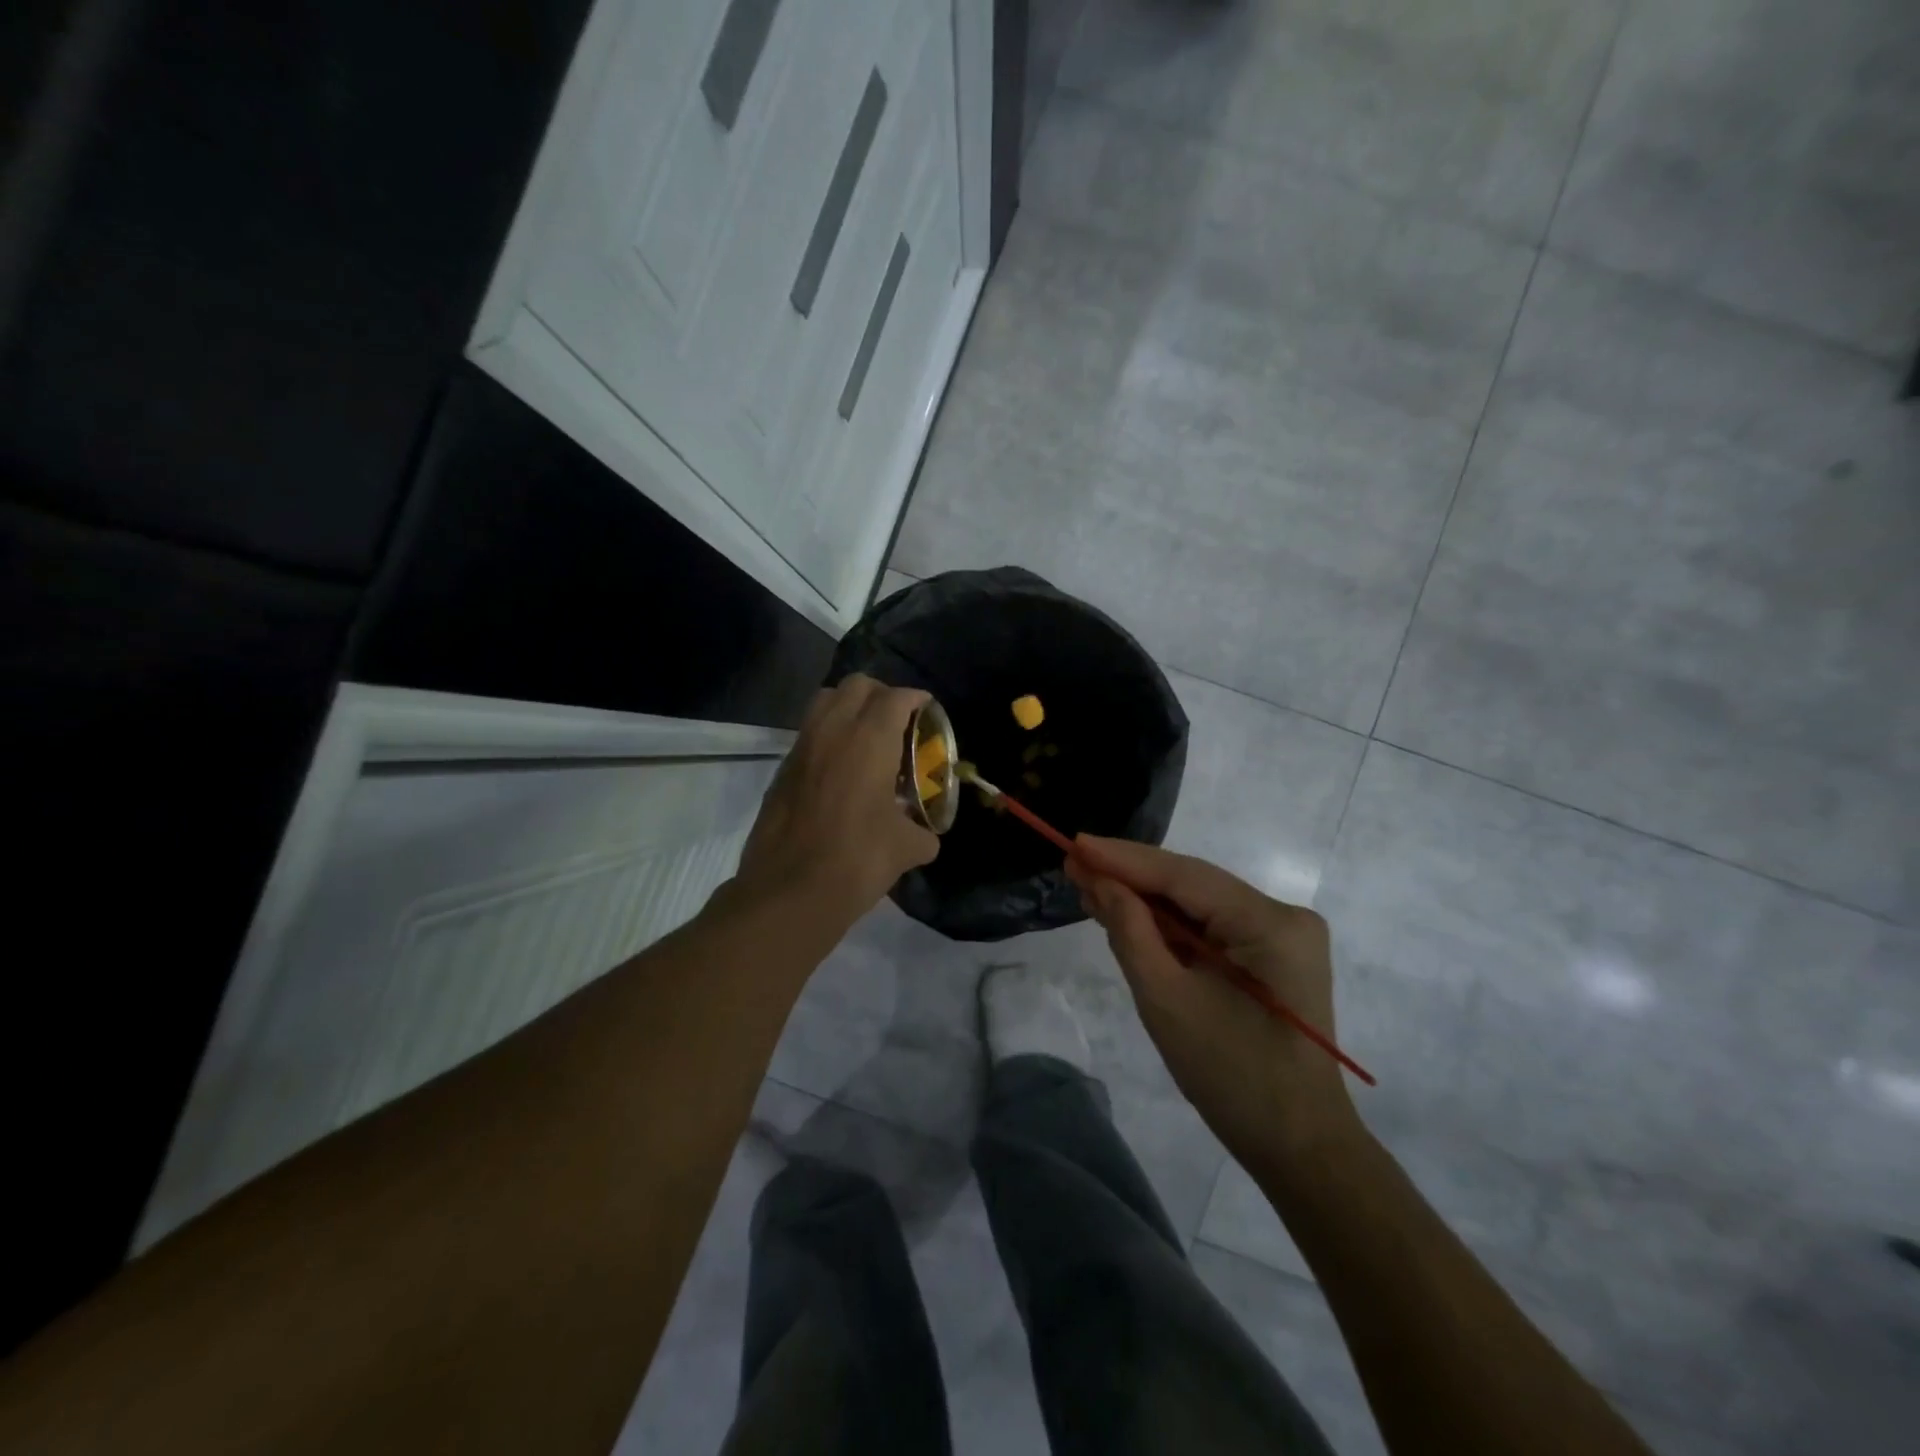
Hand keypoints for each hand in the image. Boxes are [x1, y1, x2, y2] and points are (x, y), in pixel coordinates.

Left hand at [734, 674, 939, 928]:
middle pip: (857, 685)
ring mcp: (802, 747)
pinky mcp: (782, 769)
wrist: (789, 891)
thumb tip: (925, 835)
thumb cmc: (856, 860)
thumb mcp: (907, 848)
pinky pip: (809, 732)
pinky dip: (828, 735)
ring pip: (826, 701)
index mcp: (869, 740)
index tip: (928, 711)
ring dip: (850, 708)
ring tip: (867, 738)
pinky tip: (841, 770)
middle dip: (882, 695)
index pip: (896, 697)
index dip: (917, 699)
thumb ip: (923, 832)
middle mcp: (833, 731)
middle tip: (898, 722)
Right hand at [1067, 839, 1358, 1167]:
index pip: (1184, 875)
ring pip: (1197, 904)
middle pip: (1192, 885)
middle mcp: (1282, 916)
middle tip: (1073, 864)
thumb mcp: (1168, 1002)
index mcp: (1270, 924)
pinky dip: (1167, 925)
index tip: (1075, 843)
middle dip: (1130, 877)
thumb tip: (1101, 883)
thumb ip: (1132, 933)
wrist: (1298, 1147)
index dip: (1124, 859)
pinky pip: (1209, 927)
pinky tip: (1126, 913)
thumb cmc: (1232, 1078)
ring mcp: (1280, 935)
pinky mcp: (1269, 954)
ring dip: (1145, 901)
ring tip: (1088, 885)